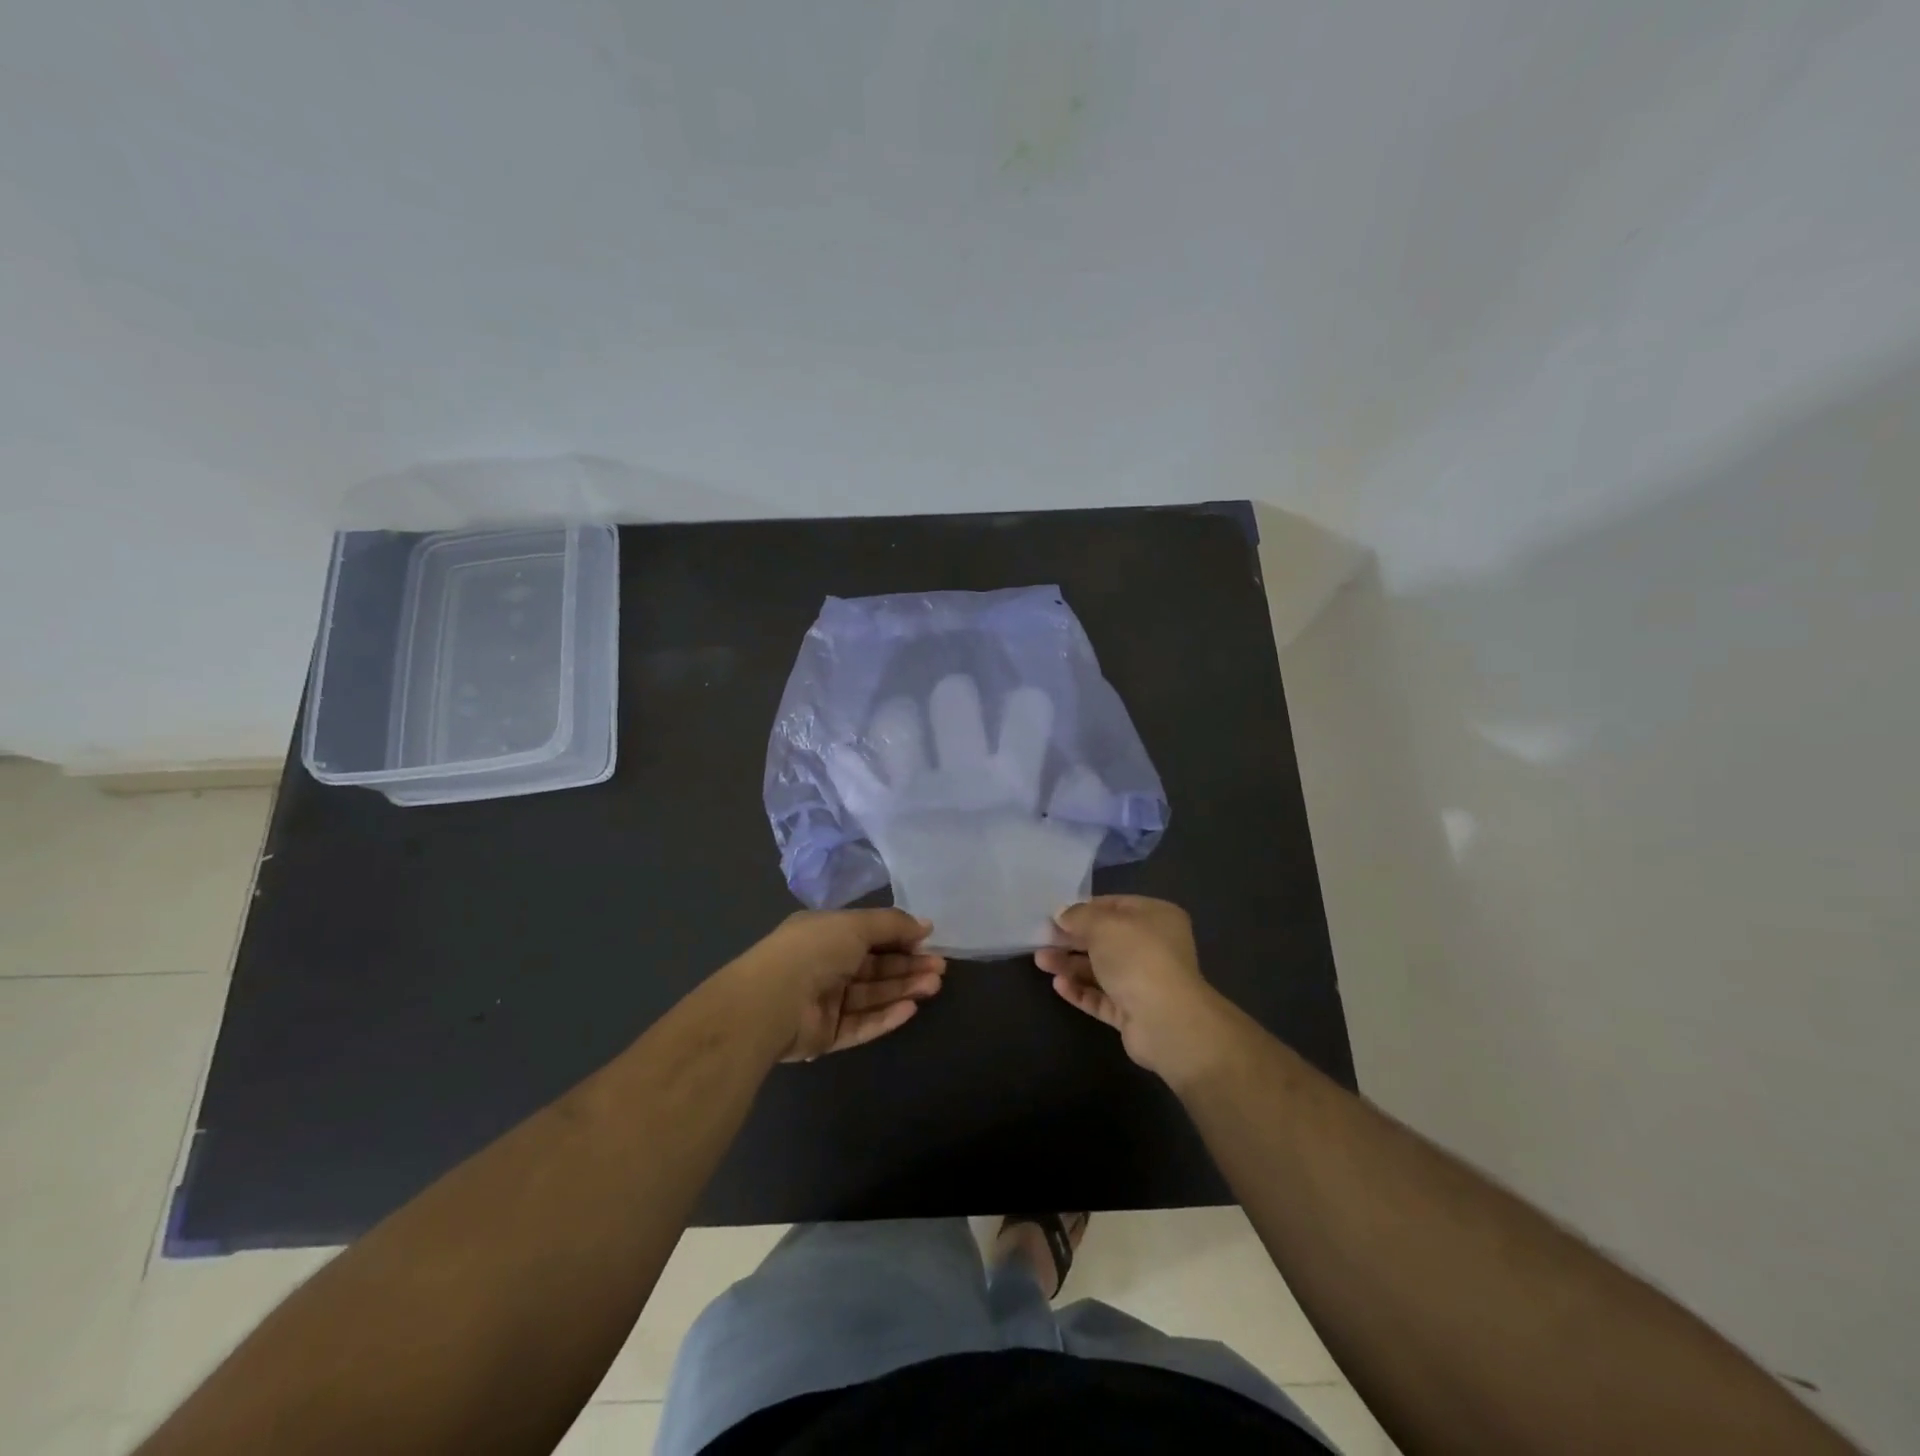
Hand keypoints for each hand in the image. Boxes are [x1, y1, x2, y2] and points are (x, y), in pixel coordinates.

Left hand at [741, 908, 947, 1061]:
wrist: (771, 1003)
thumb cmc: (814, 950)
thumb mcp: (856, 924)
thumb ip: (893, 924)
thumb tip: (925, 925)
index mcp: (824, 933)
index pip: (869, 934)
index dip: (900, 937)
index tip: (929, 941)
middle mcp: (824, 965)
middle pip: (874, 967)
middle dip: (908, 965)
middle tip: (939, 968)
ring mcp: (824, 1002)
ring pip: (871, 995)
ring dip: (903, 989)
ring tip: (933, 986)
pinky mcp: (826, 1034)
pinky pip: (861, 1024)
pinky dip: (885, 1016)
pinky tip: (910, 1009)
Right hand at [1035, 896, 1234, 1084]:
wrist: (1165, 1020)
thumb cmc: (1137, 957)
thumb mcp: (1103, 925)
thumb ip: (1079, 916)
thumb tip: (1062, 915)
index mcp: (1156, 917)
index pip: (1114, 906)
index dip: (1084, 909)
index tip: (1055, 916)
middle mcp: (1153, 946)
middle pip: (1105, 939)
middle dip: (1072, 939)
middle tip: (1041, 940)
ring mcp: (1144, 981)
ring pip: (1101, 969)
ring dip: (1071, 964)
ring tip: (1042, 962)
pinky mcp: (1133, 1012)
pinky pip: (1102, 997)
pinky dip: (1081, 990)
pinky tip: (1059, 985)